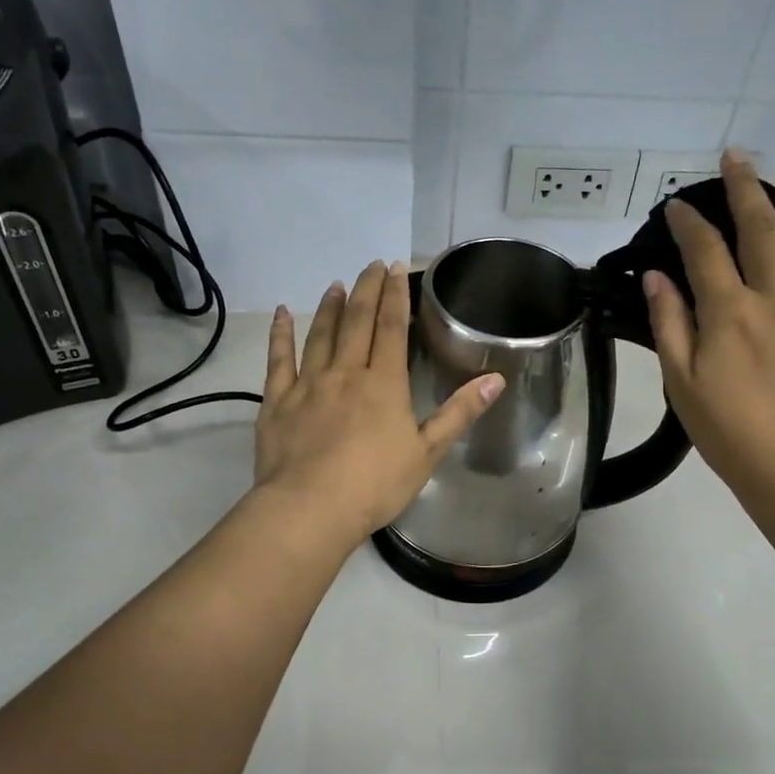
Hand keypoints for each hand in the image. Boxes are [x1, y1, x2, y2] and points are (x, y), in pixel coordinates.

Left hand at [253, 260, 503, 544]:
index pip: (392, 328)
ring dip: (329, 307)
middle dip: (365, 290)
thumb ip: (460, 412)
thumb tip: (496, 378)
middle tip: (370, 265)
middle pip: (356, 322)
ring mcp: (308, 384)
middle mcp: (345, 373)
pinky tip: (281, 314)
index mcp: (384, 383)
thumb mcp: (427, 452)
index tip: (395, 268)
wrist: (311, 508)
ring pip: (320, 335)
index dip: (394, 296)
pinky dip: (280, 334)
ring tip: (336, 285)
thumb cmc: (375, 484)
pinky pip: (278, 360)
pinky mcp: (278, 401)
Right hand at [642, 150, 774, 508]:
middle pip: (762, 230)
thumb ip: (670, 324)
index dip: (688, 223)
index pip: (705, 251)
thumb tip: (657, 275)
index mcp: (730, 313)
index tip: (676, 203)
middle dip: (745, 188)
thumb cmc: (732, 433)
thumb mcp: (683, 385)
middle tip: (738, 155)